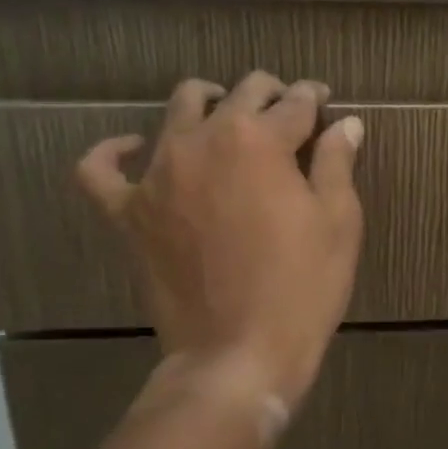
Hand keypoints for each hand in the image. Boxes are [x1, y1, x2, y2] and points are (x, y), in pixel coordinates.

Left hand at [75, 72, 364, 409]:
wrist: (237, 355)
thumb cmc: (302, 287)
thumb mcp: (338, 222)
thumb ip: (337, 162)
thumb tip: (346, 123)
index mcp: (260, 141)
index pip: (294, 102)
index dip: (314, 98)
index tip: (324, 103)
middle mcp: (205, 141)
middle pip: (241, 94)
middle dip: (270, 93)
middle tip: (287, 112)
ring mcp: (159, 174)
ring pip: (179, 108)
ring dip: (209, 102)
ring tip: (225, 116)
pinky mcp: (128, 212)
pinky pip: (100, 170)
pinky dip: (113, 152)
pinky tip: (133, 147)